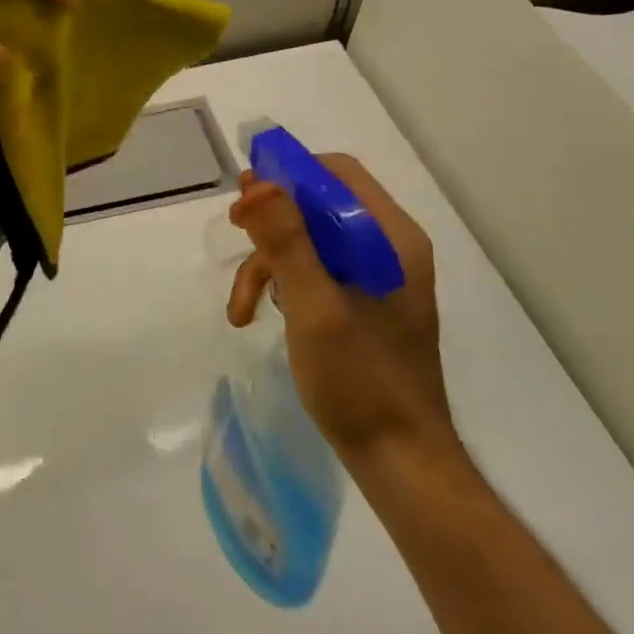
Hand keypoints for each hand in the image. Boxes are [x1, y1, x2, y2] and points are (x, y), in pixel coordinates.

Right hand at [227, 154, 459, 467]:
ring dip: (267, 262)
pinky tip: (253, 314)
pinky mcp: (362, 304)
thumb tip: (258, 184)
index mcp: (391, 239)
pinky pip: (314, 271)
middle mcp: (388, 248)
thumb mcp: (314, 307)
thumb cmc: (361, 381)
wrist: (399, 461)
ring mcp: (376, 278)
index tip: (247, 194)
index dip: (290, 174)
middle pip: (319, 205)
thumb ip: (287, 242)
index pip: (338, 173)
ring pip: (309, 240)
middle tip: (234, 231)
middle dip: (270, 220)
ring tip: (239, 304)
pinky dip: (280, 285)